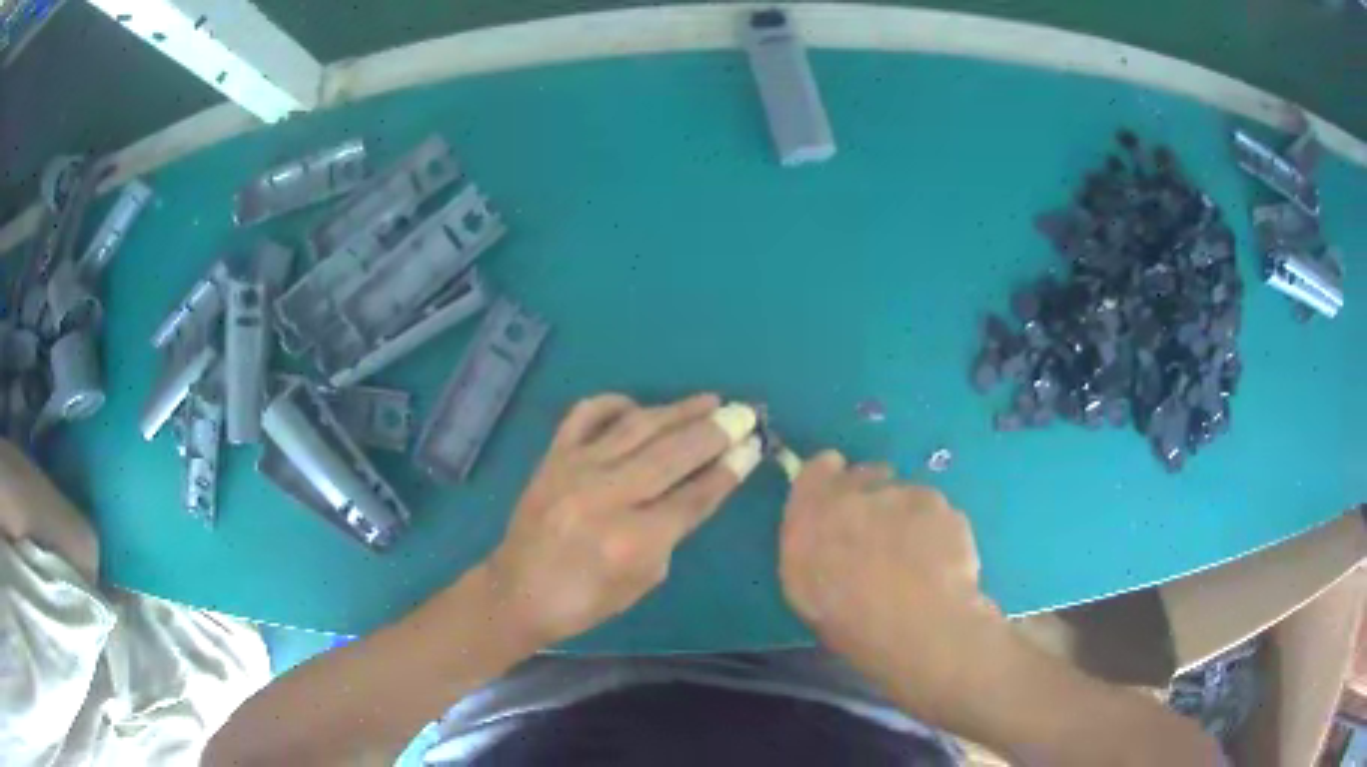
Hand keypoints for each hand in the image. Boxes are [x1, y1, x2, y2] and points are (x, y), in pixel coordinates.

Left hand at [484, 394, 761, 646]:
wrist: (517, 591)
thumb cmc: (586, 600)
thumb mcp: (645, 579)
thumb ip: (674, 530)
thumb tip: (702, 483)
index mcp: (632, 540)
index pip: (695, 496)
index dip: (729, 470)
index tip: (754, 447)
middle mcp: (606, 496)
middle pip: (673, 454)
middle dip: (715, 432)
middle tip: (744, 415)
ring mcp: (575, 469)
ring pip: (637, 427)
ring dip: (679, 410)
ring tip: (711, 400)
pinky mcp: (553, 456)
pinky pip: (586, 414)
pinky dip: (615, 403)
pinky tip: (640, 406)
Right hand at [778, 451, 1001, 715]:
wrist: (918, 625)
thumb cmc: (849, 619)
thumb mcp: (805, 590)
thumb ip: (810, 546)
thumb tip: (823, 532)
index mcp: (813, 511)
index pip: (816, 469)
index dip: (829, 478)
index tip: (838, 496)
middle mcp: (859, 491)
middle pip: (866, 475)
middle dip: (872, 496)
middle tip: (879, 537)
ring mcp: (907, 494)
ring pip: (906, 495)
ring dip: (907, 516)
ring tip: (916, 560)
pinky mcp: (945, 507)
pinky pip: (937, 514)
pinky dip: (936, 532)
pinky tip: (939, 565)